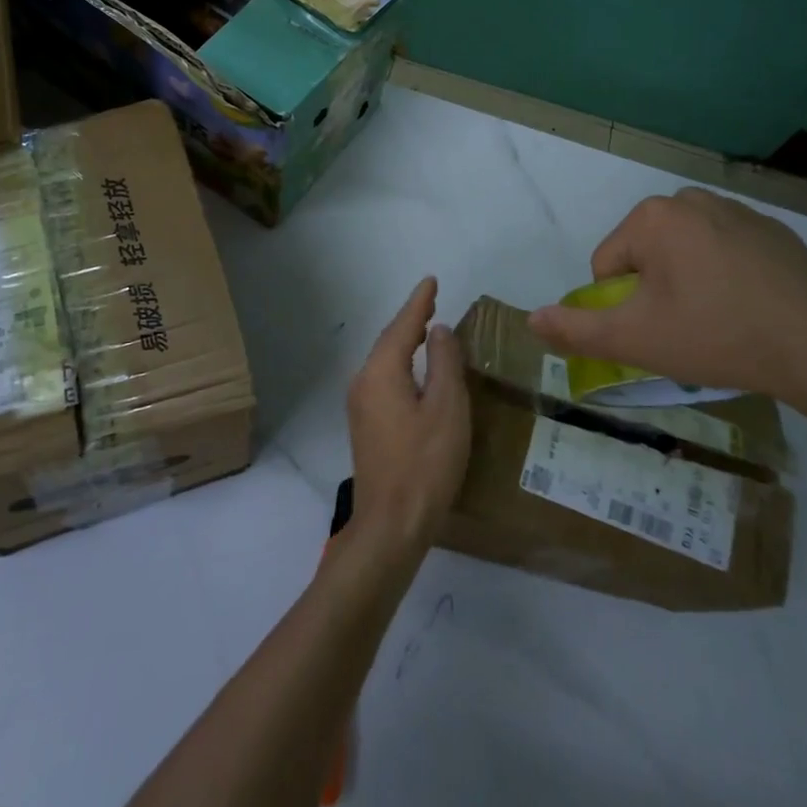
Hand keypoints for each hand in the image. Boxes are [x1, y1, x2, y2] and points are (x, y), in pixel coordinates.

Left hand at [346, 277, 469, 560]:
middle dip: (411, 319)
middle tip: (432, 300)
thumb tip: (438, 330)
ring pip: (385, 361)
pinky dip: (401, 364)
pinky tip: (415, 371)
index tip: (431, 280)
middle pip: (389, 340)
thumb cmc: (425, 463)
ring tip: (427, 328)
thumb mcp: (446, 408)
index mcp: (381, 372)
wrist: (390, 526)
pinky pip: (383, 379)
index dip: (419, 302)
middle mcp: (363, 381)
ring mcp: (360, 405)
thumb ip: (444, 363)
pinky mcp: (365, 425)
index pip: (403, 325)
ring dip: (405, 342)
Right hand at [528, 188, 806, 420]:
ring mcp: (737, 210)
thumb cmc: (717, 335)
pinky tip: (751, 307)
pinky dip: (726, 276)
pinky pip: (725, 252)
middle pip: (645, 254)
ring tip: (721, 320)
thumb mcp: (636, 339)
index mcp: (653, 217)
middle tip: (689, 328)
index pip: (607, 265)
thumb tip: (530, 319)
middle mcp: (690, 199)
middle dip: (656, 291)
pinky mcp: (774, 230)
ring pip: (685, 252)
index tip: (660, 330)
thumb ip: (576, 329)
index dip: (624, 305)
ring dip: (688, 282)